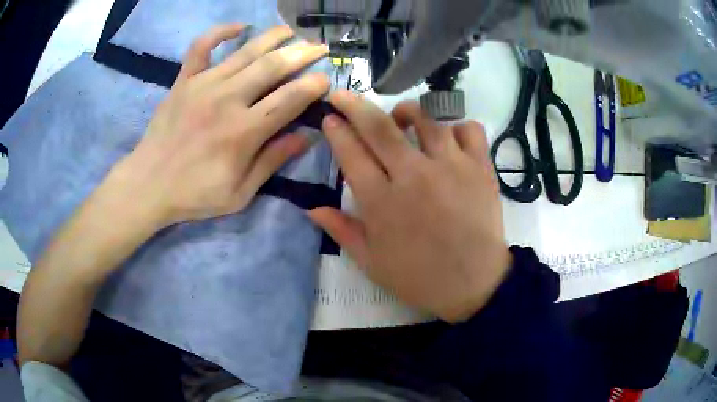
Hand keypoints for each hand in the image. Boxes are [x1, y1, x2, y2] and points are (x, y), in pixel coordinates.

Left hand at [112, 24, 329, 227]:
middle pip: (273, 67)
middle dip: (302, 53)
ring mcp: (203, 85)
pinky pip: (202, 47)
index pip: (290, 99)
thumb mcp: (240, 193)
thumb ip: (272, 161)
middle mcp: (228, 100)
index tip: (326, 78)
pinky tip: (238, 27)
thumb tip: (306, 137)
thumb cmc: (194, 194)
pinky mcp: (184, 80)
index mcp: (244, 131)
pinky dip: (220, 32)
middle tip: (319, 47)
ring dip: (273, 37)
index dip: (313, 86)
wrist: (148, 185)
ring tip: (291, 31)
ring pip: (246, 51)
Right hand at [309, 92, 510, 322]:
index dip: (337, 131)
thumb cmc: (420, 277)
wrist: (475, 284)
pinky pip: (468, 129)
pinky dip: (457, 127)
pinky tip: (449, 138)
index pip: (351, 154)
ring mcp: (450, 167)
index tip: (329, 117)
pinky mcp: (480, 168)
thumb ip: (342, 230)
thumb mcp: (372, 263)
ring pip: (425, 118)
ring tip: (400, 117)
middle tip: (343, 95)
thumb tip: (311, 207)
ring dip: (406, 111)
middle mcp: (413, 176)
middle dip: (354, 105)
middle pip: (379, 127)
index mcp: (382, 202)